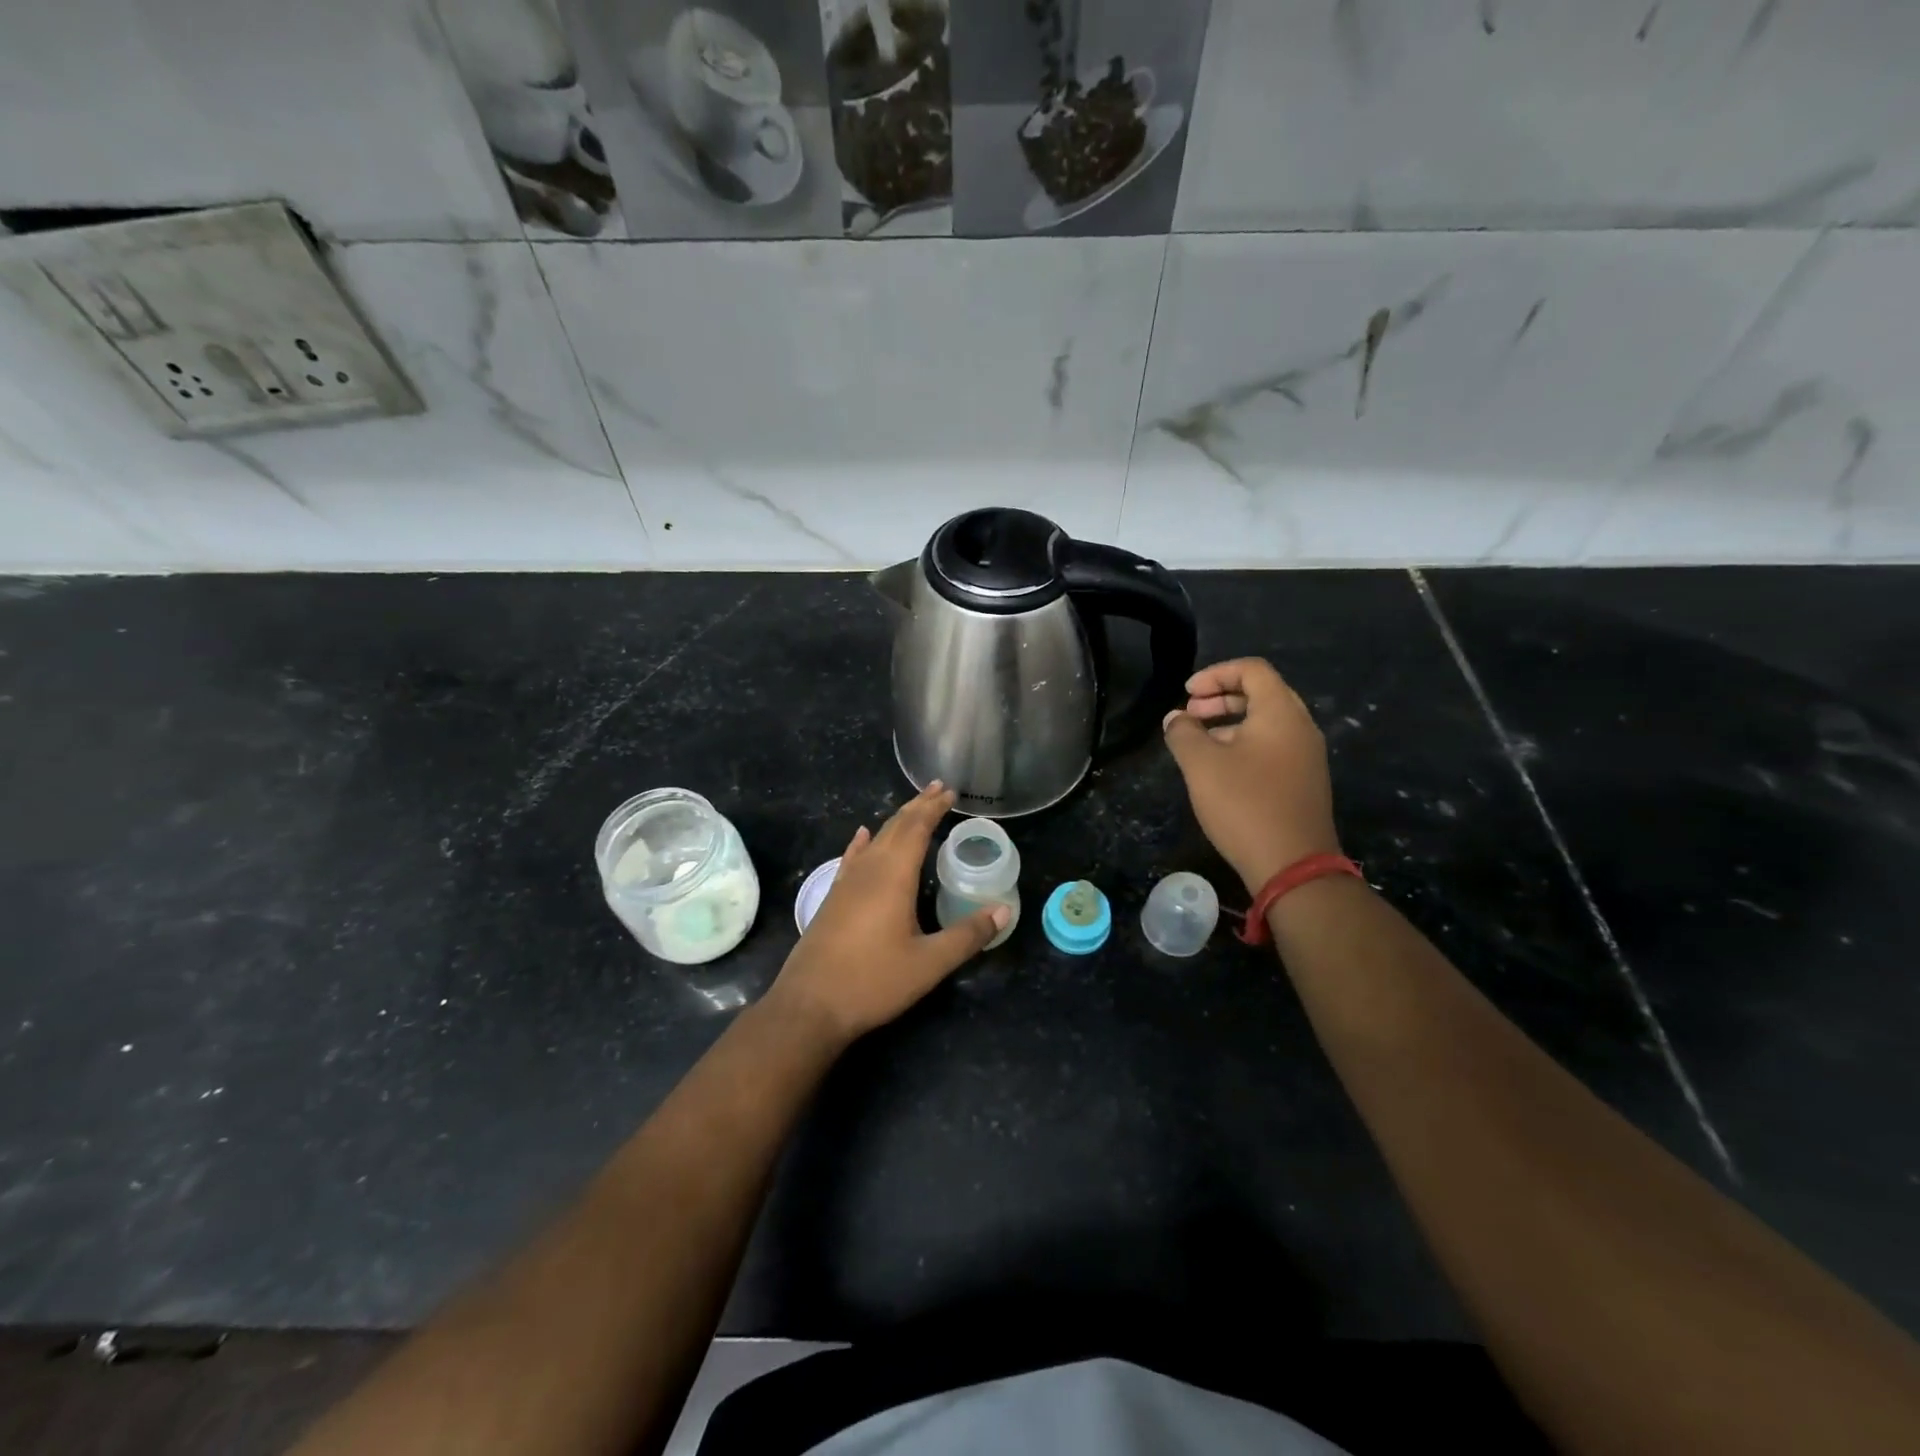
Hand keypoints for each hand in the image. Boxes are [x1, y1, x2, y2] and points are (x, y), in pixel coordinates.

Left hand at [764, 784, 1006, 1044]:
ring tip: (912, 808)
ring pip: (875, 840)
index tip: (949, 791)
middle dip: (917, 806)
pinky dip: (862, 842)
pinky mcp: (832, 898)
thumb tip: (1003, 911)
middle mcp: (868, 870)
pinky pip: (852, 857)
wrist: (810, 1005)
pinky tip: (863, 835)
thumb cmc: (873, 981)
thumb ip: (967, 935)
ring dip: (895, 821)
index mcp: (893, 876)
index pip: (916, 829)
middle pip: (895, 827)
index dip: (933, 808)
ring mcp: (846, 883)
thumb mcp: (929, 963)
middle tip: (937, 789)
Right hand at [1161, 657, 1342, 891]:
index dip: (1215, 674)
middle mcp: (1301, 727)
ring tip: (1198, 742)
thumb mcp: (1201, 765)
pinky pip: (1273, 746)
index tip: (1186, 694)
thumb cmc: (1245, 804)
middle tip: (1190, 714)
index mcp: (1281, 713)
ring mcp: (1307, 756)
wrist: (1292, 865)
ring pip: (1267, 722)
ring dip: (1230, 722)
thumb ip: (1183, 733)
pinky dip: (1244, 743)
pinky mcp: (1304, 782)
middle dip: (1221, 697)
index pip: (1252, 670)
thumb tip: (1176, 718)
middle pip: (1262, 693)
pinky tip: (1220, 769)